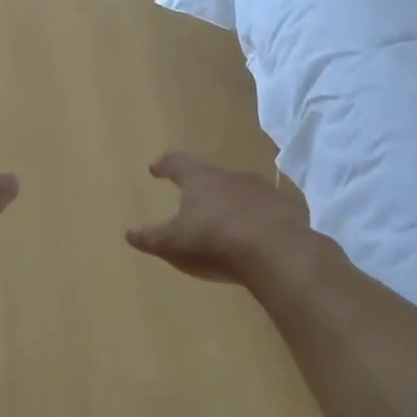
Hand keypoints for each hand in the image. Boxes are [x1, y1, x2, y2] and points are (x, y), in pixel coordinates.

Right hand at [126, 152, 321, 288]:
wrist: (278, 252)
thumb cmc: (215, 242)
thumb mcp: (173, 244)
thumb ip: (150, 238)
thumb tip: (129, 233)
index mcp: (200, 180)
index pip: (177, 163)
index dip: (165, 165)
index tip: (156, 168)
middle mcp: (231, 177)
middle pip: (211, 175)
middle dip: (201, 185)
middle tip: (193, 197)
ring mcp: (262, 191)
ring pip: (241, 190)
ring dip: (232, 201)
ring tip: (225, 219)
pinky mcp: (287, 209)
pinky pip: (268, 210)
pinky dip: (258, 218)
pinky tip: (257, 235)